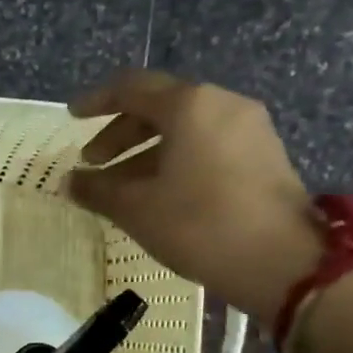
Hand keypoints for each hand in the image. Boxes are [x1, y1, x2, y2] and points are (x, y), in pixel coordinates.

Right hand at [66, 70, 320, 325]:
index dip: (97, 101)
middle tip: (92, 163)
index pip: (132, 88)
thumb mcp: (136, 208)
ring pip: (185, 130)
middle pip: (159, 107)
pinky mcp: (264, 156)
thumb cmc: (200, 224)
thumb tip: (69, 182)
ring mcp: (249, 130)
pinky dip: (175, 160)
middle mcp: (222, 104)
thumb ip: (98, 189)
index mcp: (190, 105)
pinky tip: (159, 194)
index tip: (72, 117)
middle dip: (120, 135)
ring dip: (146, 152)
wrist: (283, 263)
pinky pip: (207, 145)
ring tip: (120, 187)